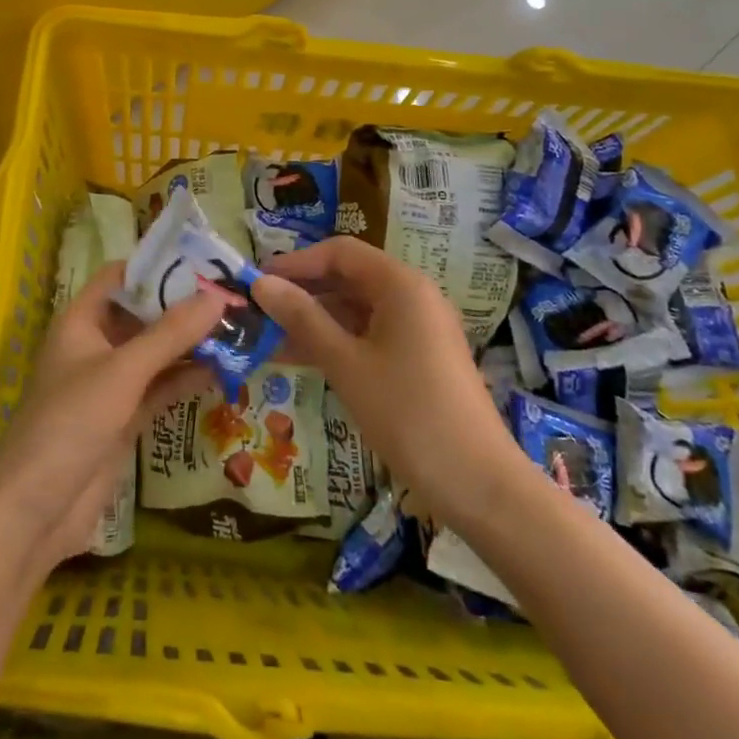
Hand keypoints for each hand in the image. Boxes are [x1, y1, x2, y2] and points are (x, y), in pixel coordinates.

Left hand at [0, 262, 222, 573]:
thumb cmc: (71, 423)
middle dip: (184, 308)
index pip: (121, 278)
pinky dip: (186, 379)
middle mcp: (96, 346)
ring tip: (239, 330)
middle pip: (143, 315)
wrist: (36, 512)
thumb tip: (218, 296)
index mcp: (81, 321)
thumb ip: (170, 334)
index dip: (158, 267)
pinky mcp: (124, 419)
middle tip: (234, 298)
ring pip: (156, 353)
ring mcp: (111, 384)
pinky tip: (224, 370)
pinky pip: (160, 388)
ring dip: (191, 344)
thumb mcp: (123, 371)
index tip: (204, 263)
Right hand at [253, 238, 516, 518]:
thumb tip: (260, 284)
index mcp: (400, 284)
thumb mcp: (346, 363)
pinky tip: (299, 359)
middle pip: (347, 278)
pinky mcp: (418, 359)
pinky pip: (368, 335)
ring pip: (355, 310)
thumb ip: (302, 318)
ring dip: (313, 320)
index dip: (296, 262)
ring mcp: (417, 329)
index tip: (257, 281)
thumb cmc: (409, 413)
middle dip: (302, 292)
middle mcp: (412, 296)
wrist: (480, 487)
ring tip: (266, 337)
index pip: (339, 252)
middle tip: (258, 310)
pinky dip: (335, 342)